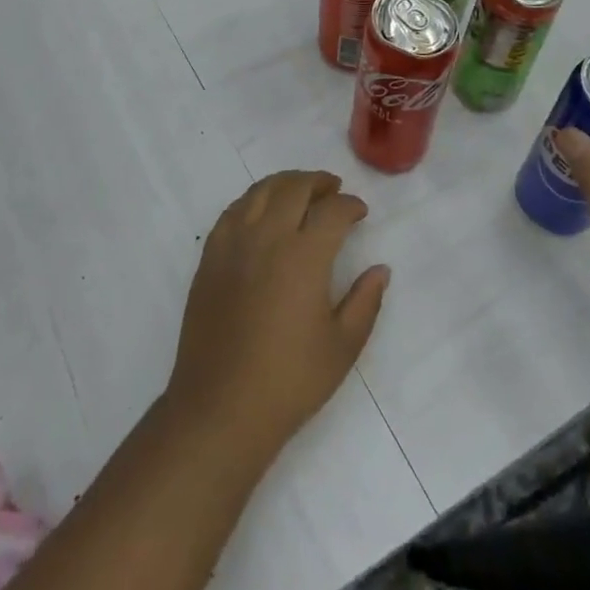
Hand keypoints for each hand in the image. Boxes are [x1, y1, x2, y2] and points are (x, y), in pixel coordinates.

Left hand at [164, 172, 389, 466]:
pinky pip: (233, 211)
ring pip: (260, 191)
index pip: (332, 211)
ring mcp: (233, 243)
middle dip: (318, 183)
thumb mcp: (343, 347)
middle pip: (294, 188)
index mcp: (304, 256)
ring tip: (300, 192)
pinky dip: (253, 200)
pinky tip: (261, 212)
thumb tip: (380, 269)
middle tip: (333, 190)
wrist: (221, 407)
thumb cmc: (289, 381)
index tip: (360, 212)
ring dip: (285, 184)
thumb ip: (366, 302)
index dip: (350, 205)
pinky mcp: (210, 257)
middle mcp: (267, 237)